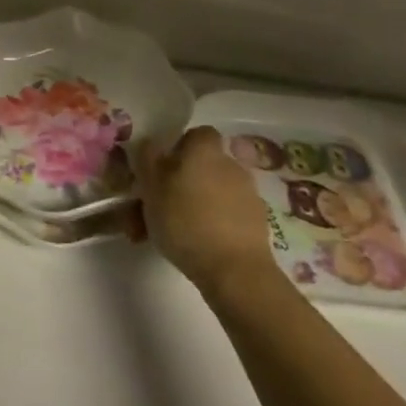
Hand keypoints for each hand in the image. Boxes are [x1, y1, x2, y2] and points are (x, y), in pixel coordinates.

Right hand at [133, 126, 276, 287]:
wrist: (235, 271)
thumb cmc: (185, 221)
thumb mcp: (150, 186)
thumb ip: (147, 159)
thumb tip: (149, 142)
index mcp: (204, 150)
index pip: (196, 134)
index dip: (179, 147)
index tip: (161, 168)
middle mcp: (230, 165)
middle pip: (202, 166)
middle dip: (182, 183)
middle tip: (158, 207)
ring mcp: (248, 195)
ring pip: (212, 194)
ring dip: (194, 206)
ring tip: (171, 234)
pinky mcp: (258, 224)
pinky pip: (227, 216)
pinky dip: (212, 225)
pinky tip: (196, 247)